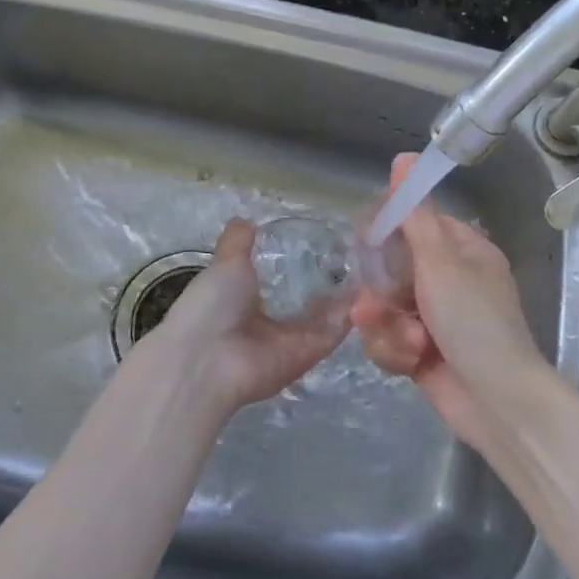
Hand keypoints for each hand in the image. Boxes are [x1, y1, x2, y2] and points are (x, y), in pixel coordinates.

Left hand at [141, 218, 349, 414]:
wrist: (208, 359)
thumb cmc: (211, 307)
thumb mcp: (225, 265)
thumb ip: (239, 243)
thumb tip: (246, 219)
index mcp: (247, 304)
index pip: (282, 284)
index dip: (302, 266)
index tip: (325, 243)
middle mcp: (272, 325)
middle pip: (310, 303)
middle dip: (331, 282)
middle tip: (356, 253)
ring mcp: (293, 341)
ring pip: (328, 316)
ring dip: (347, 295)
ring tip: (370, 264)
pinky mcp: (311, 353)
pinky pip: (335, 331)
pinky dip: (352, 312)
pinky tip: (369, 285)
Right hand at [351, 154, 554, 451]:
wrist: (496, 403)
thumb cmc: (474, 324)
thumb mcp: (442, 263)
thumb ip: (416, 215)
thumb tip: (405, 157)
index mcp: (464, 251)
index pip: (418, 223)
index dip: (389, 230)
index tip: (366, 241)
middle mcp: (450, 280)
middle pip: (392, 268)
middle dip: (381, 292)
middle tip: (375, 305)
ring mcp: (434, 318)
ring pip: (384, 306)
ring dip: (388, 327)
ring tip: (409, 343)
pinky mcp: (421, 351)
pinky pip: (388, 338)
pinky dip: (394, 351)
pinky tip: (410, 363)